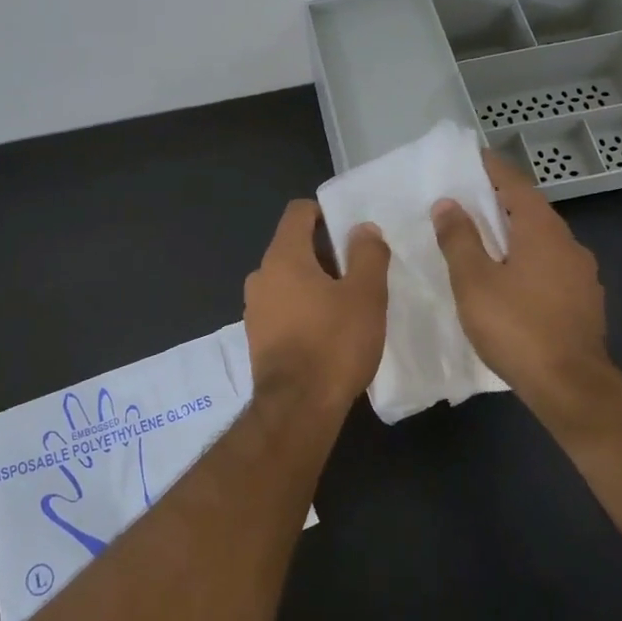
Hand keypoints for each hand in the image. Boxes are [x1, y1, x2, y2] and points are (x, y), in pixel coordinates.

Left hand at [243, 200, 390, 415]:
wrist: (297, 409)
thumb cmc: (334, 343)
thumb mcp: (365, 295)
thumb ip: (367, 254)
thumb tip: (362, 228)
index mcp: (283, 256)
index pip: (298, 212)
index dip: (325, 213)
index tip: (351, 231)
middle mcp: (261, 275)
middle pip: (293, 246)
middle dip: (326, 252)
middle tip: (359, 271)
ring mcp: (254, 308)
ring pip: (288, 279)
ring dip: (315, 282)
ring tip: (348, 303)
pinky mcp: (257, 337)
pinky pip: (282, 306)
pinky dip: (303, 307)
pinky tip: (328, 330)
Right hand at [431, 151, 619, 437]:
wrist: (571, 387)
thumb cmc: (517, 327)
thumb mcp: (474, 281)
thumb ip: (459, 239)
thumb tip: (448, 203)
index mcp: (542, 231)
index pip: (515, 185)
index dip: (492, 169)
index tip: (471, 157)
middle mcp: (569, 244)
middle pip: (531, 211)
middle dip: (500, 203)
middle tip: (468, 201)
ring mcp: (582, 275)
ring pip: (543, 241)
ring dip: (515, 234)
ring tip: (484, 241)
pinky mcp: (585, 302)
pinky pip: (551, 266)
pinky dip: (528, 261)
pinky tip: (511, 280)